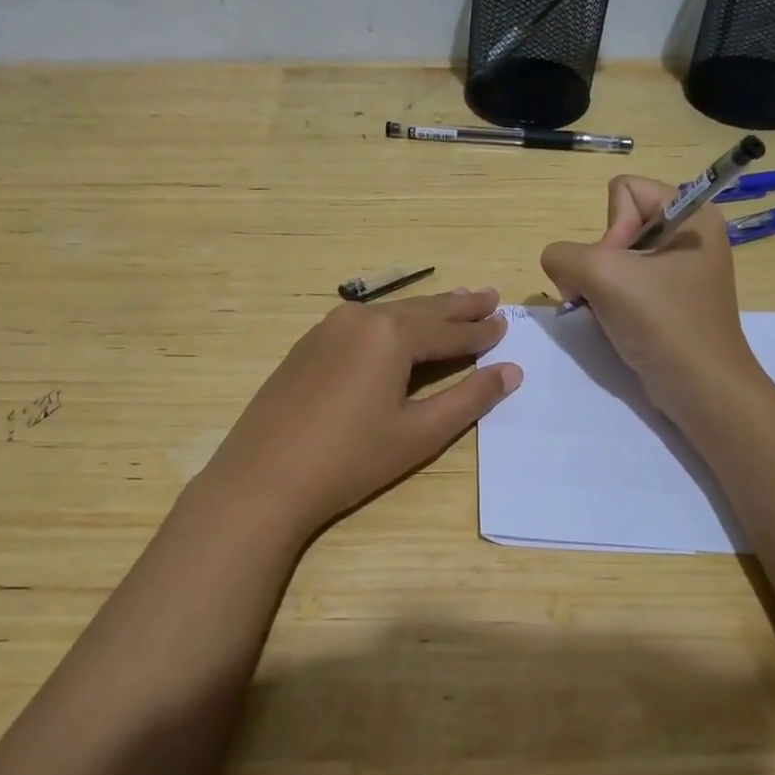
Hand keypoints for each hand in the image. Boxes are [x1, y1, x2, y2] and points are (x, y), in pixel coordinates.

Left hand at [196, 288, 520, 535]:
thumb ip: (469, 398)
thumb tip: (510, 371)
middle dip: (457, 306)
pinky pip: (362, 325)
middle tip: (488, 296)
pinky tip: (397, 329)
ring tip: (453, 303)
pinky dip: (390, 324)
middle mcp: (360, 318)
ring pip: (389, 314)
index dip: (480, 331)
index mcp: (391, 334)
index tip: (505, 321)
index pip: (449, 330)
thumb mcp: (419, 432)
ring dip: (424, 311)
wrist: (263, 478)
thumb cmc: (350, 458)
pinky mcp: (307, 345)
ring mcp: (328, 328)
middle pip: (420, 310)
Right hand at [540, 176, 759, 420]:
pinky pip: (625, 283)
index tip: (619, 268)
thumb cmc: (663, 322)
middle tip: (609, 294)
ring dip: (598, 284)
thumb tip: (559, 265)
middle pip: (617, 224)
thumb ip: (563, 255)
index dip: (610, 228)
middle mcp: (690, 235)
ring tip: (607, 311)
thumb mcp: (602, 275)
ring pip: (615, 258)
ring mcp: (681, 270)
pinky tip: (614, 322)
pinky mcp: (671, 300)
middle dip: (599, 261)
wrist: (701, 388)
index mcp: (692, 214)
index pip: (624, 190)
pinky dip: (610, 301)